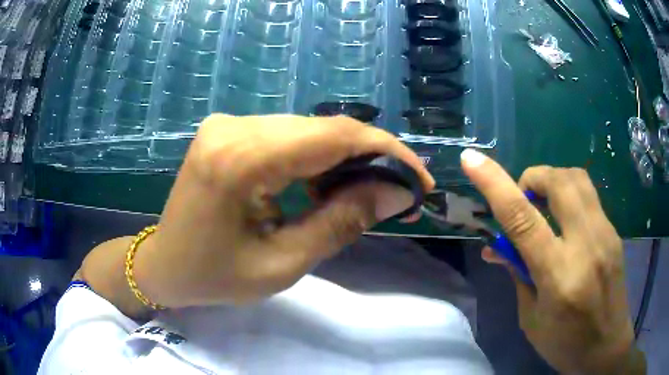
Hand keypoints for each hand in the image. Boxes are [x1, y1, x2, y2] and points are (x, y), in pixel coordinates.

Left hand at [133, 114, 433, 307]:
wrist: (164, 264)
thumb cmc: (214, 277)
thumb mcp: (282, 264)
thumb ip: (342, 222)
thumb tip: (397, 192)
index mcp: (239, 160)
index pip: (332, 136)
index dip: (386, 152)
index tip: (419, 179)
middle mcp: (232, 126)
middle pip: (322, 129)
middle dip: (369, 158)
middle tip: (396, 193)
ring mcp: (227, 122)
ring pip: (308, 130)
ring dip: (343, 160)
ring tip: (361, 195)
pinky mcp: (227, 128)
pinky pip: (286, 135)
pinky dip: (315, 157)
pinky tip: (321, 186)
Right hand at [460, 149, 644, 373]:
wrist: (607, 345)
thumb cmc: (565, 343)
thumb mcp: (531, 318)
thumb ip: (518, 275)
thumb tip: (497, 247)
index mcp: (558, 276)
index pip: (523, 219)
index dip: (494, 183)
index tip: (471, 158)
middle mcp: (586, 245)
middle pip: (559, 182)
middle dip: (533, 177)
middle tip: (524, 198)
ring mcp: (605, 234)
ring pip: (577, 179)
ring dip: (553, 181)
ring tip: (544, 206)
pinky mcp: (614, 231)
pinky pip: (588, 196)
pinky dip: (569, 197)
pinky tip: (566, 224)